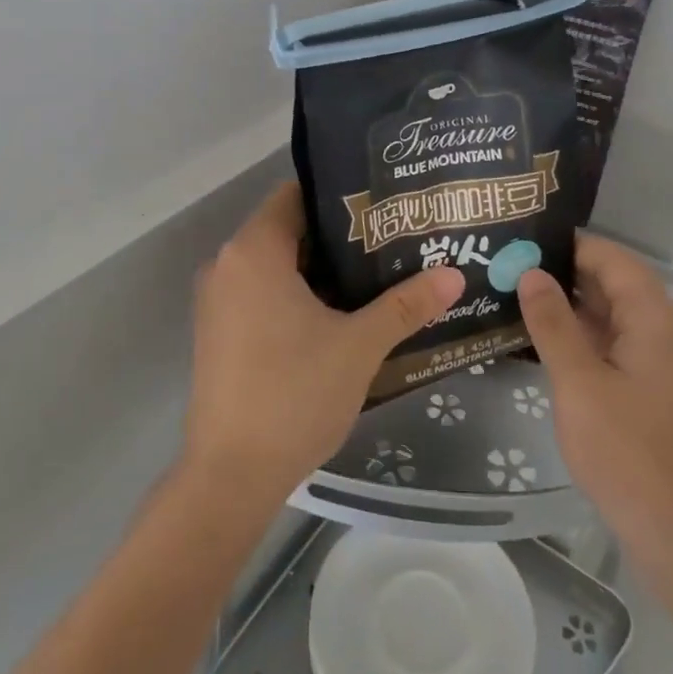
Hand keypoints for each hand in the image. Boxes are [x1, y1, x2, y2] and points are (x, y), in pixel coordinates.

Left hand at [183, 182, 464, 506]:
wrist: (230, 477)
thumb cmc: (293, 394)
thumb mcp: (359, 346)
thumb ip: (406, 305)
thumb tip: (455, 274)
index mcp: (254, 251)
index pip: (296, 196)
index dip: (339, 196)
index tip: (381, 205)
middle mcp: (227, 264)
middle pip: (287, 229)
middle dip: (337, 235)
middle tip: (389, 239)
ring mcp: (217, 301)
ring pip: (274, 264)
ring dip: (318, 268)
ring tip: (374, 273)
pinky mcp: (218, 332)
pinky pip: (260, 292)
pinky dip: (295, 294)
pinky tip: (338, 313)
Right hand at [517, 235, 672, 565]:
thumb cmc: (626, 451)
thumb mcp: (578, 382)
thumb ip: (552, 323)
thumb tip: (530, 272)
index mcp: (653, 315)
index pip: (608, 256)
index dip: (565, 244)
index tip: (519, 240)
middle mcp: (660, 325)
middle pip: (608, 280)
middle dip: (560, 271)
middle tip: (505, 265)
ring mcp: (655, 356)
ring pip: (607, 311)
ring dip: (565, 303)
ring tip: (512, 293)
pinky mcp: (646, 382)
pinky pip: (609, 339)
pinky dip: (577, 333)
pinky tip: (537, 337)